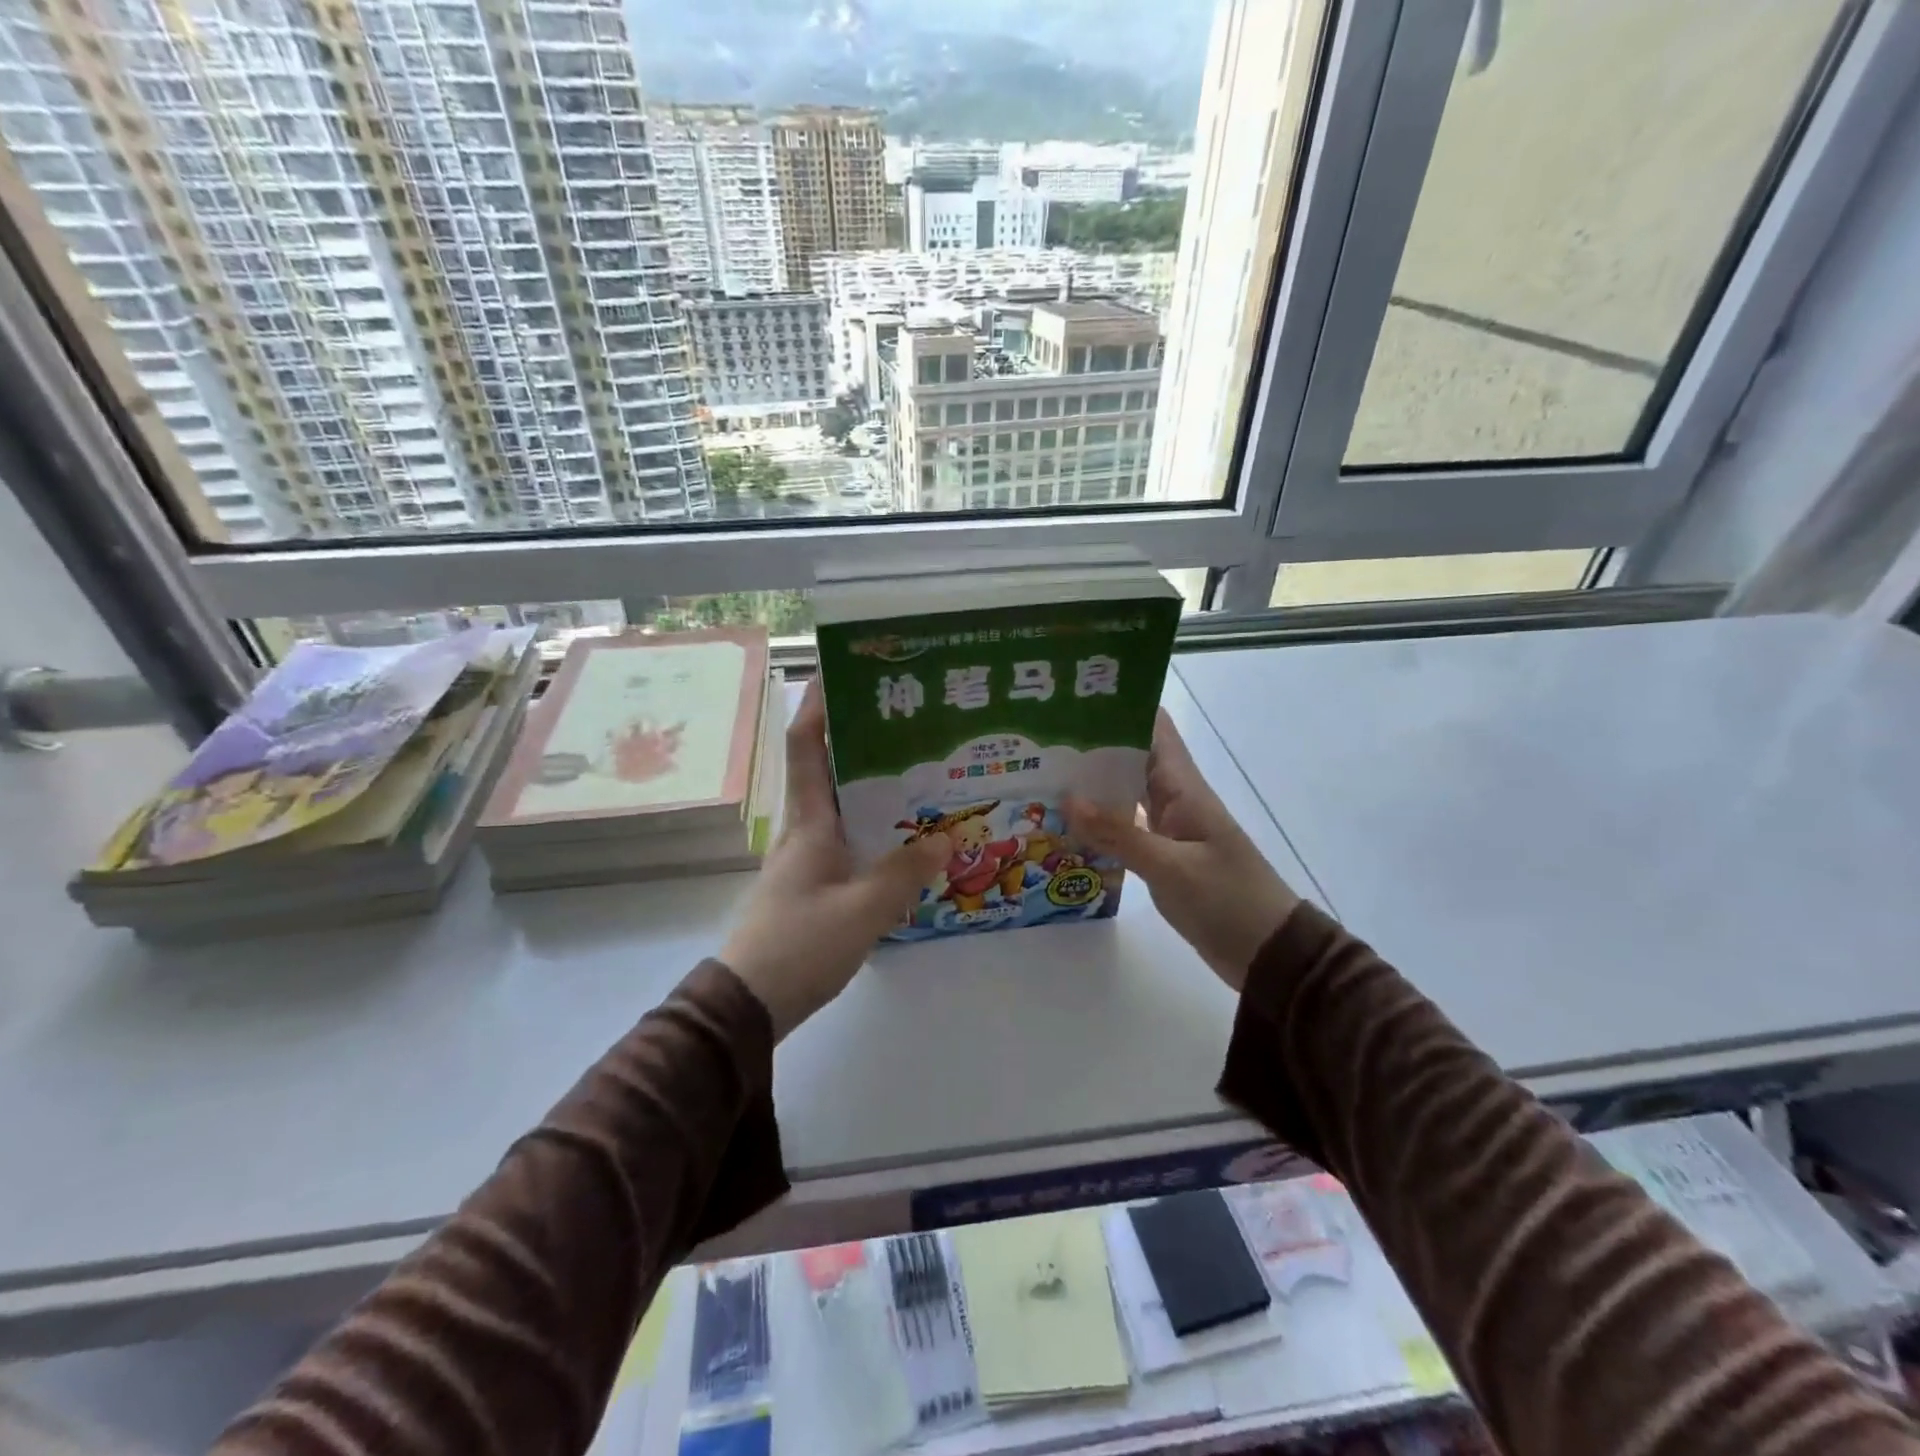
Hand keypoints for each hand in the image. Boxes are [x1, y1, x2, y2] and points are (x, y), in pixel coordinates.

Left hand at [722, 680, 950, 1040]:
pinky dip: (872, 826)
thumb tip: (946, 837)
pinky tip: (904, 837)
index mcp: (808, 821)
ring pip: (839, 805)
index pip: (805, 746)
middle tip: (906, 720)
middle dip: (858, 737)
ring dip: (869, 783)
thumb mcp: (863, 910)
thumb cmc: (800, 944)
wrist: (749, 1004)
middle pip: (826, 768)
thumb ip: (906, 873)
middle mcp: (803, 830)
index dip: (817, 704)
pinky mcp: (812, 884)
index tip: (840, 669)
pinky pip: (847, 839)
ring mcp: (806, 858)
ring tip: (917, 770)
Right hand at [1066, 711, 1298, 991]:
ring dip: (1091, 784)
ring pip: (1125, 792)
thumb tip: (1067, 798)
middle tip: (1039, 741)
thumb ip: (1119, 834)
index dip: (1120, 706)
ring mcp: (1169, 827)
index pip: (1154, 728)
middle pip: (1131, 757)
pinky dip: (1100, 821)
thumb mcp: (1171, 867)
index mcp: (1184, 788)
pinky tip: (1068, 824)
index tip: (1074, 699)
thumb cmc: (1228, 900)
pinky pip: (1126, 826)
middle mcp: (1174, 798)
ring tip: (1042, 775)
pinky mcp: (1162, 854)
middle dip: (1091, 745)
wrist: (1269, 952)